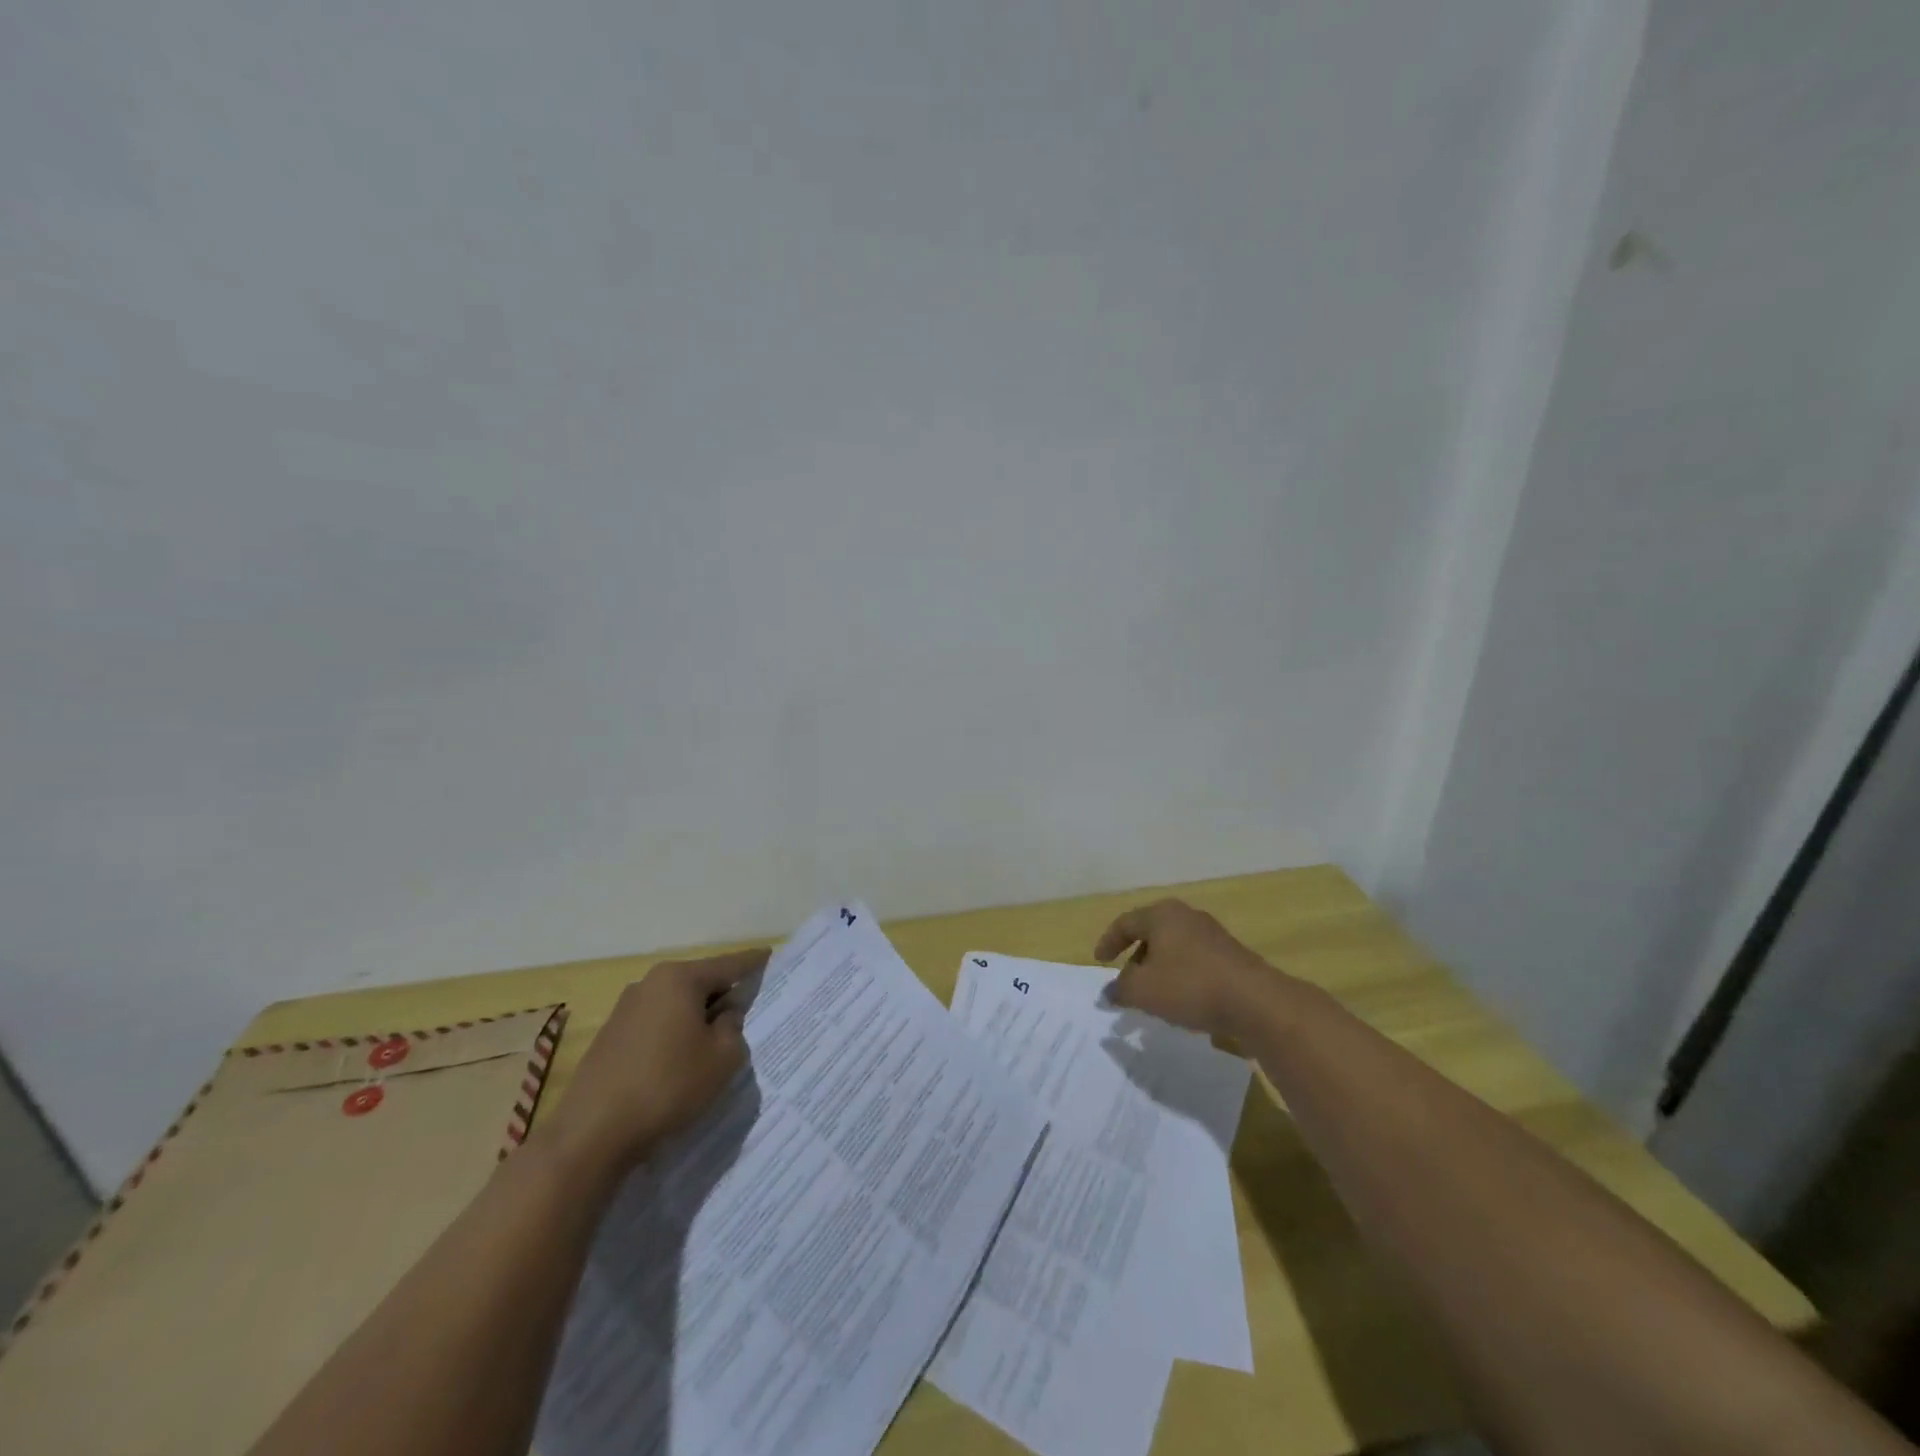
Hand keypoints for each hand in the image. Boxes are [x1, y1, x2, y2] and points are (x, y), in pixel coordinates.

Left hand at [544, 948, 765, 1178]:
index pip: (728, 964)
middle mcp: (650, 983)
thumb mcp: (722, 1058)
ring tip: (714, 1041)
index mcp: (680, 978)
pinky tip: (680, 1061)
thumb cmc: (668, 1085)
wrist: (592, 1133)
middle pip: (699, 982)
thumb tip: (725, 1015)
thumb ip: (734, 1027)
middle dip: (723, 994)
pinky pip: (656, 1024)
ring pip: (676, 1004)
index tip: (769, 955)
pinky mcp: (610, 1037)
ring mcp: (625, 1009)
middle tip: (747, 1009)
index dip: (753, 962)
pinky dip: (674, 1034)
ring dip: (696, 1017)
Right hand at [1094, 899, 1273, 1037]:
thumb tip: (1108, 993)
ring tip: (1153, 996)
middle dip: (1135, 959)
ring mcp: (1212, 935)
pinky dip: (1180, 977)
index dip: (1108, 942)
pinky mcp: (1231, 956)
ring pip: (1174, 949)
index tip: (1099, 961)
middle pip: (1151, 934)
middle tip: (1126, 982)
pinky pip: (1194, 962)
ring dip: (1159, 970)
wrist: (1256, 1002)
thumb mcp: (1143, 990)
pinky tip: (1182, 1001)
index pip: (1125, 923)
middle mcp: (1187, 917)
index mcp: (1162, 915)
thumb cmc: (1190, 986)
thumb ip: (1120, 989)